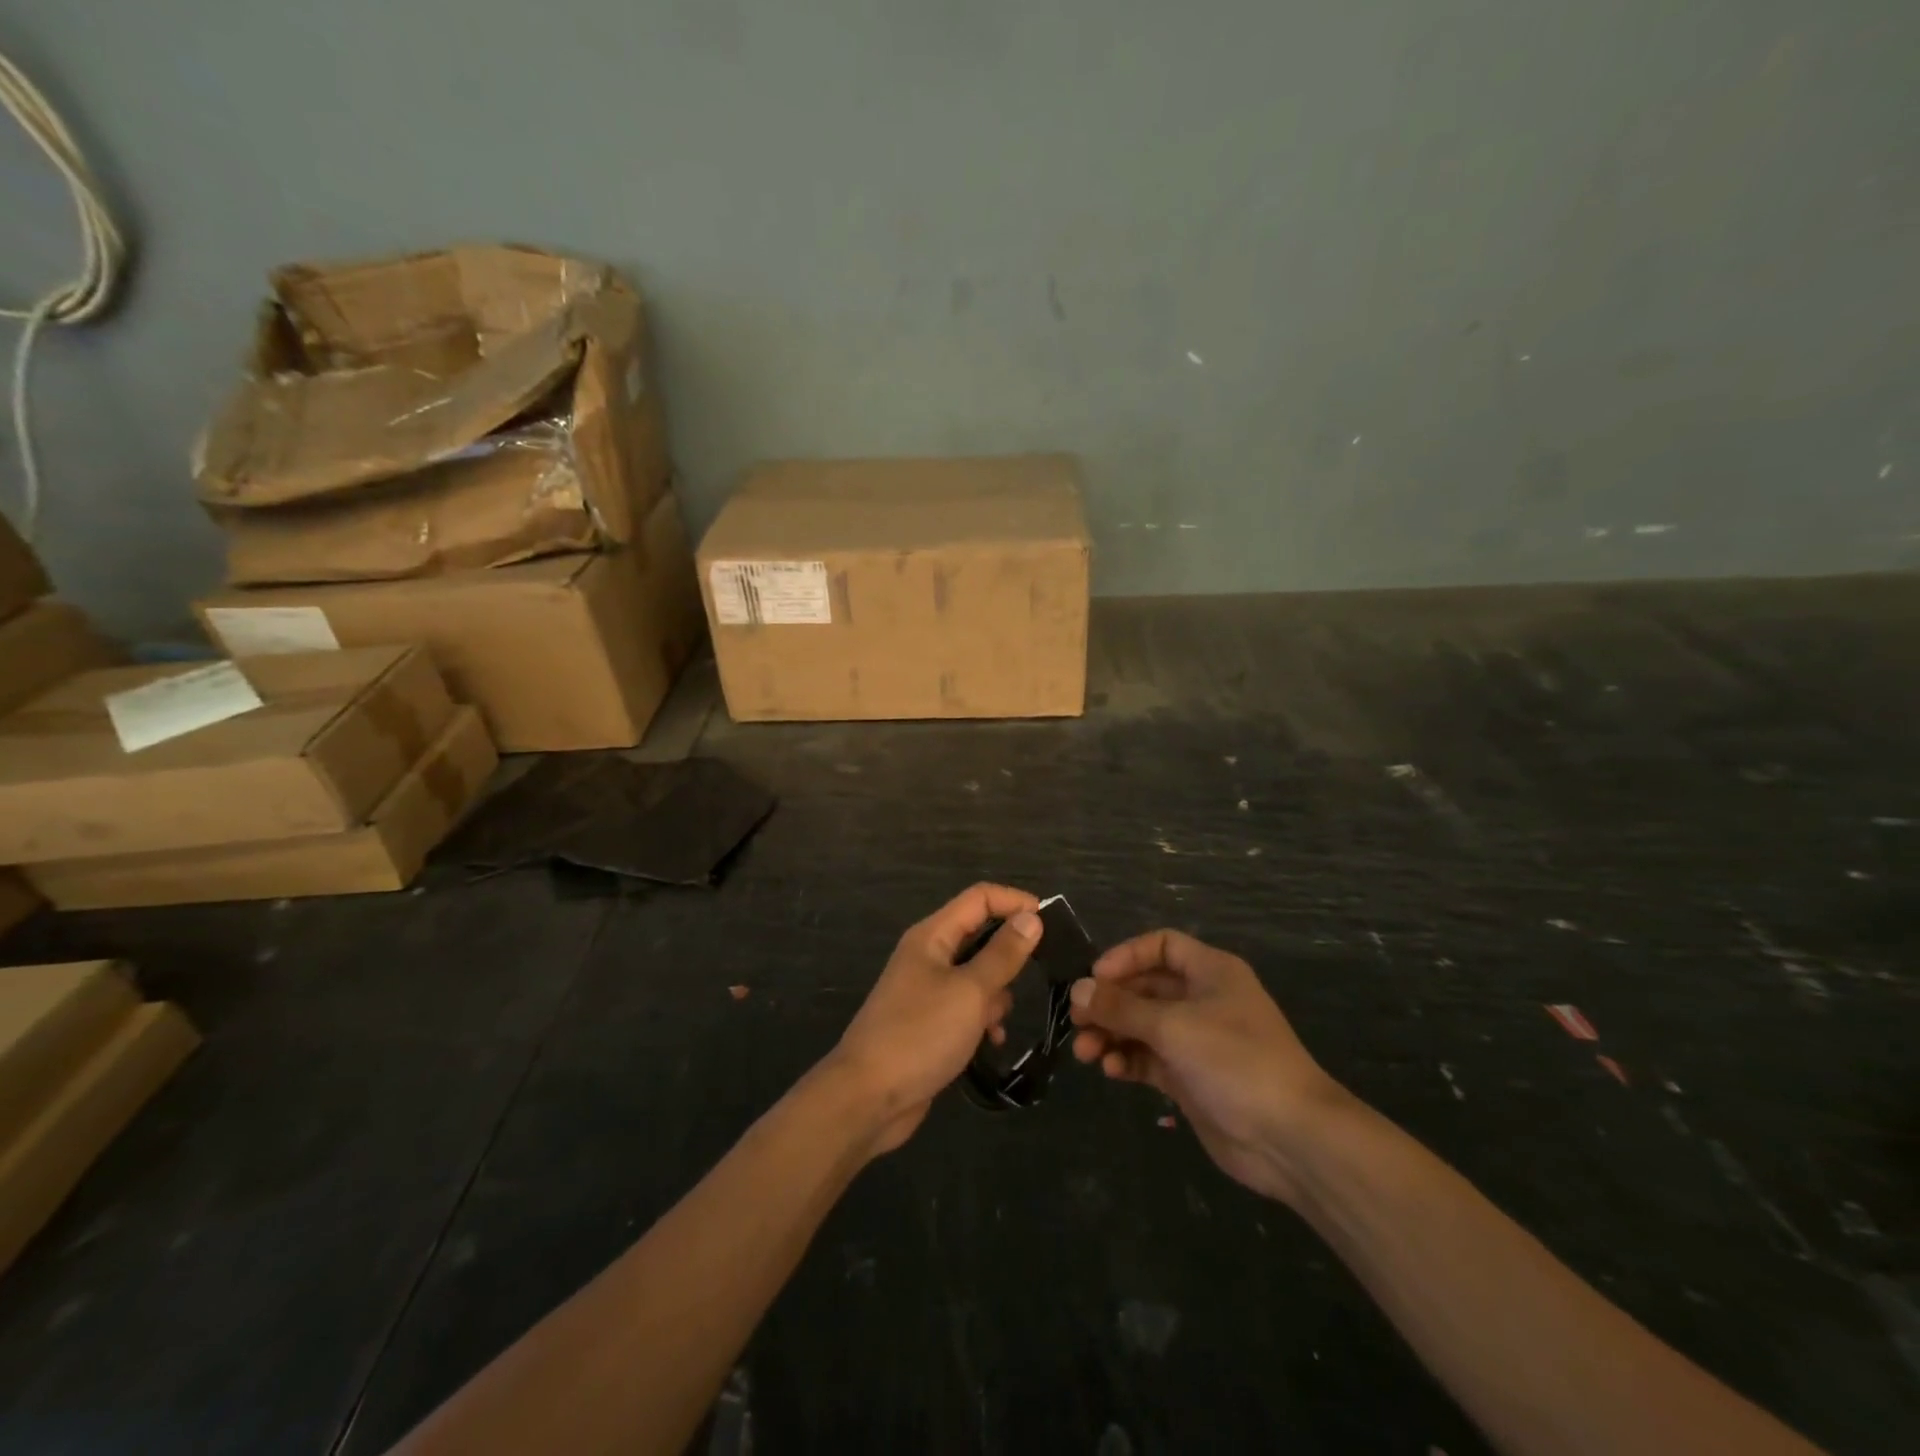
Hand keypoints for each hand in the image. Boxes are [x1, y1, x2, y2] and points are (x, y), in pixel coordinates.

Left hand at [827, 883, 1043, 1155]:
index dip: (1015, 902)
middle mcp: (928, 955)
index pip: (980, 898)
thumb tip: (1031, 918)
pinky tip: (992, 1042)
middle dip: (1010, 952)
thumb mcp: (970, 992)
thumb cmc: (920, 1034)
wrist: (868, 1098)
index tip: (1051, 922)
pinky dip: (983, 1019)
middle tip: (1042, 972)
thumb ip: (1003, 954)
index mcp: (932, 936)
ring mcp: (927, 990)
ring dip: (996, 993)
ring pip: (976, 975)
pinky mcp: (930, 1023)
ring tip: (1000, 1020)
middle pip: (979, 935)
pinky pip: (967, 1007)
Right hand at [1068, 928, 1351, 1203]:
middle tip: (1076, 1019)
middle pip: (1146, 988)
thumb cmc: (1235, 1061)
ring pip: (1143, 1025)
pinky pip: (1149, 1058)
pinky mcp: (1191, 1078)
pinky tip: (1110, 1070)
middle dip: (1110, 1002)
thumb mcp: (1173, 1026)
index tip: (1095, 978)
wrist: (1290, 1138)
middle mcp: (1203, 1000)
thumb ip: (1121, 1007)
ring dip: (1112, 1034)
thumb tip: (1077, 989)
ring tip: (1086, 1053)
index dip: (1126, 956)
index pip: (1161, 946)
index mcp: (1211, 972)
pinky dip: (1127, 1060)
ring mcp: (1197, 1041)